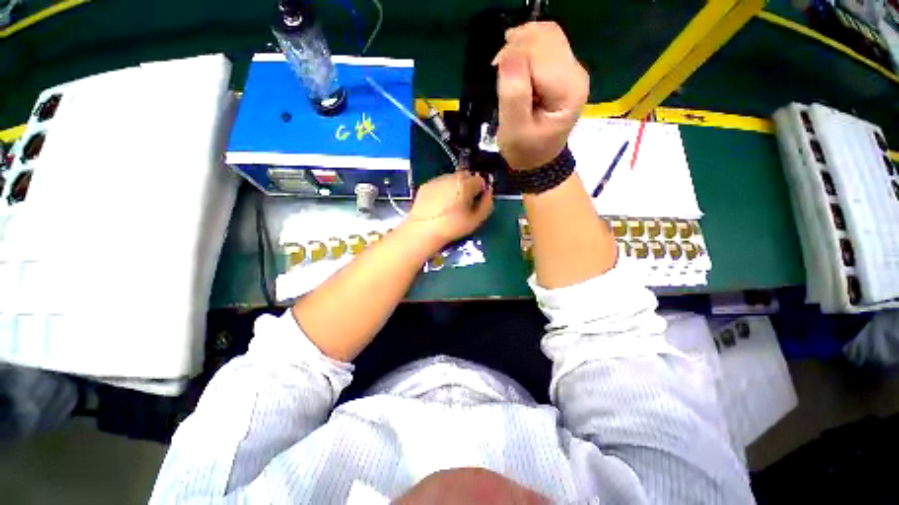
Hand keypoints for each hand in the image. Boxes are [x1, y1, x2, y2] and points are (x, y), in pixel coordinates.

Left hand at [403, 171, 493, 251]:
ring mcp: (437, 180)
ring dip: (455, 187)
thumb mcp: (475, 220)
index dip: (480, 191)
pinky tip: (438, 204)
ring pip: (451, 179)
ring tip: (450, 205)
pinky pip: (439, 184)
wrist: (423, 230)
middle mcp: (451, 177)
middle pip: (465, 176)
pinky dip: (442, 190)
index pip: (480, 180)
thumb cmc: (452, 227)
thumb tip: (488, 193)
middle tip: (464, 203)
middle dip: (468, 186)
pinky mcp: (425, 185)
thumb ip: (487, 204)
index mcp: (465, 184)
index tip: (475, 202)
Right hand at [493, 22, 588, 170]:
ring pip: (546, 34)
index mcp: (568, 90)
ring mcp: (573, 70)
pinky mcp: (564, 70)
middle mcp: (576, 73)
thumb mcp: (514, 130)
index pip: (539, 51)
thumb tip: (508, 54)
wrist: (538, 160)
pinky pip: (546, 43)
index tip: (495, 71)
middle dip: (517, 46)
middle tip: (499, 69)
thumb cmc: (525, 150)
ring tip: (506, 66)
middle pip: (546, 36)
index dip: (513, 55)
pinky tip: (516, 63)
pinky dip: (526, 47)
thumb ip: (513, 94)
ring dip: (521, 44)